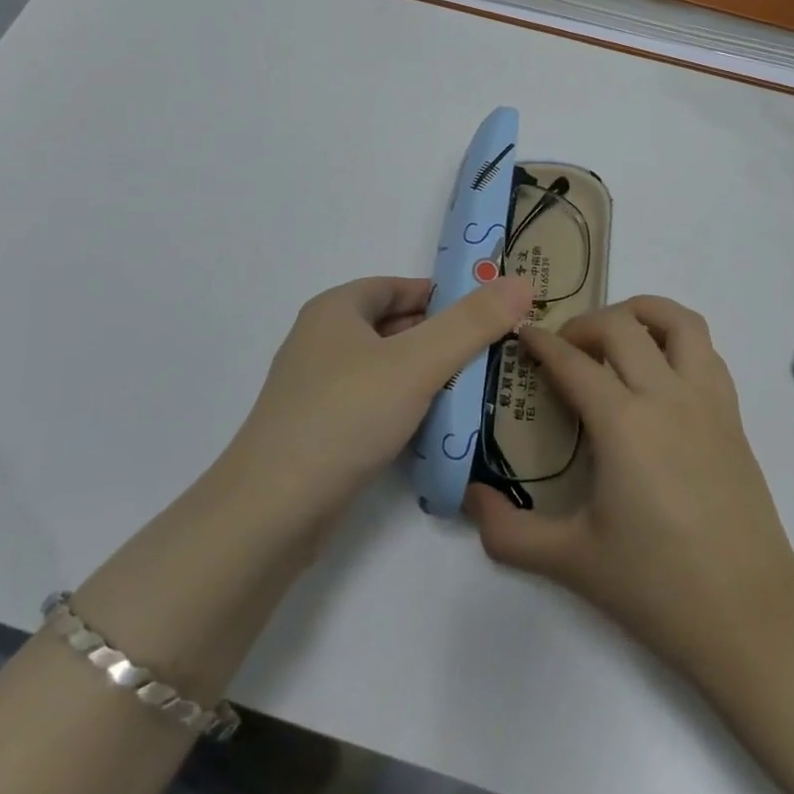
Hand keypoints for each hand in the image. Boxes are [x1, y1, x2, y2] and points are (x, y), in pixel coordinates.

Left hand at [224, 275, 533, 535]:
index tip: (488, 313)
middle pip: (393, 326)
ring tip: (476, 389)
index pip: (399, 286)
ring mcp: (317, 388)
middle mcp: (322, 341)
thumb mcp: (417, 363)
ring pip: (385, 368)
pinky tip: (435, 426)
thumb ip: (472, 323)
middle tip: (492, 353)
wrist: (271, 511)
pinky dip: (405, 406)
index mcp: (336, 310)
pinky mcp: (320, 431)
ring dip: (426, 374)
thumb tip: (522, 282)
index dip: (443, 295)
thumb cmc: (344, 416)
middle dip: (441, 337)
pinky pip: (374, 403)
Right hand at [465, 296, 793, 680]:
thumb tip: (470, 498)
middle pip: (622, 325)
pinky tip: (659, 371)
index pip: (573, 362)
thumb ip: (508, 532)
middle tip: (563, 347)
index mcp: (623, 423)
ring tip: (617, 334)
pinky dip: (677, 340)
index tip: (522, 335)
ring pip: (679, 321)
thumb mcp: (570, 561)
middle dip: (584, 323)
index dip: (542, 343)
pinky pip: (706, 351)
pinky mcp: (733, 417)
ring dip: (642, 312)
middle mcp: (667, 396)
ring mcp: (707, 402)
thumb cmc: (657, 586)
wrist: (751, 618)